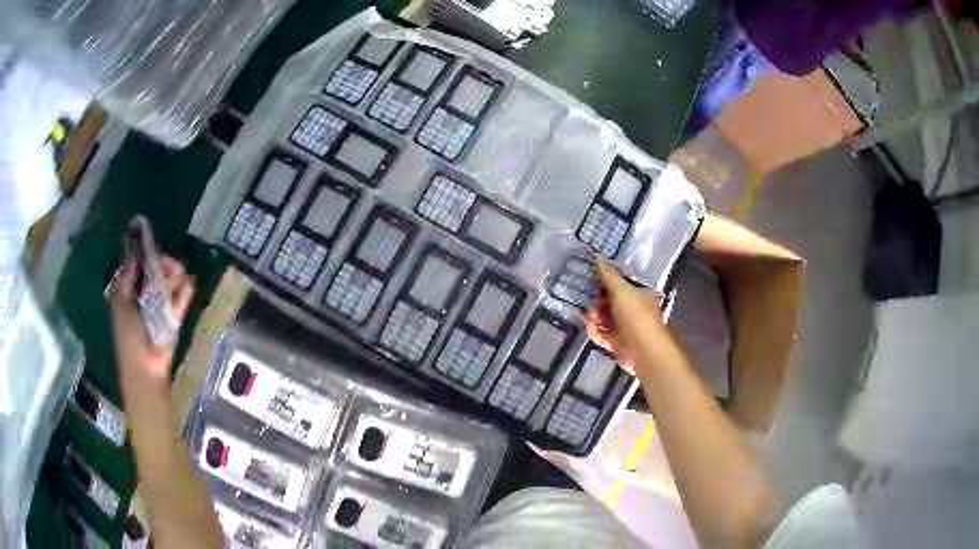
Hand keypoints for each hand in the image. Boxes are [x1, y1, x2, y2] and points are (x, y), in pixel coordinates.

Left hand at [107, 257, 193, 391]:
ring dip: (174, 277)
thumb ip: (126, 282)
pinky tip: (190, 282)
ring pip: (168, 287)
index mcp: (127, 296)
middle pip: (154, 275)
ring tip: (180, 272)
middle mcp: (143, 300)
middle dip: (162, 266)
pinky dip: (184, 293)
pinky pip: (180, 304)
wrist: (145, 371)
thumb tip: (132, 257)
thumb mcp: (120, 307)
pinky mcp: (173, 321)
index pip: (136, 270)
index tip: (149, 247)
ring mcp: (159, 310)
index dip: (143, 258)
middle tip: (168, 263)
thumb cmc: (127, 339)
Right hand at [583, 258, 663, 374]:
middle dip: (596, 301)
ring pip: (603, 318)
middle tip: (591, 304)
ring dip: (593, 316)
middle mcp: (632, 309)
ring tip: (588, 317)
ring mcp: (624, 327)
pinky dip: (594, 331)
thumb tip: (598, 255)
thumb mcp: (621, 291)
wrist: (644, 352)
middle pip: (609, 301)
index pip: (619, 283)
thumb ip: (608, 275)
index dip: (604, 281)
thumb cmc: (636, 317)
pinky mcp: (617, 343)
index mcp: (639, 294)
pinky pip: (601, 334)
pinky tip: (588, 327)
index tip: (589, 279)